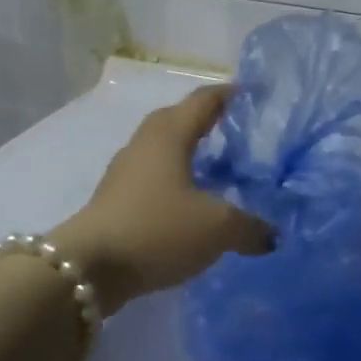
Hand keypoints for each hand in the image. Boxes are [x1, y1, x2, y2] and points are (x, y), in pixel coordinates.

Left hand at [51, 85, 272, 314]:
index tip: (253, 92)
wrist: (89, 268)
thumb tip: (271, 235)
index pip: (203, 101)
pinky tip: (191, 204)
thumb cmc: (157, 229)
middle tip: (239, 133)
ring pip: (163, 150)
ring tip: (219, 170)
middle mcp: (144, 143)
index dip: (229, 94)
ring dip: (189, 154)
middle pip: (178, 119)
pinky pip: (153, 177)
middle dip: (207, 121)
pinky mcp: (115, 199)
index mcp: (169, 134)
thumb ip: (250, 226)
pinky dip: (176, 181)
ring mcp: (125, 171)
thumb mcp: (217, 228)